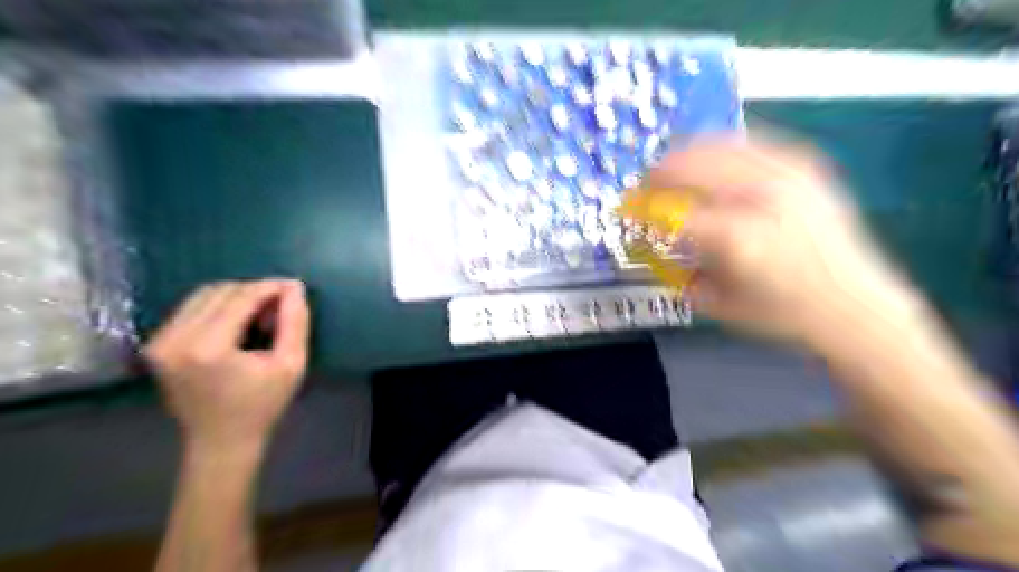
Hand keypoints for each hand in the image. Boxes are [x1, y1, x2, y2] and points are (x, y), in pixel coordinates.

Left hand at [143, 279, 310, 452]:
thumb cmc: (262, 406)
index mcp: (207, 347)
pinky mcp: (155, 345)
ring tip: (260, 315)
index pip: (240, 297)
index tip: (294, 287)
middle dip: (254, 291)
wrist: (220, 442)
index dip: (270, 287)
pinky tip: (238, 323)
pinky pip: (191, 309)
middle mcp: (174, 339)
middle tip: (279, 306)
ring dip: (236, 297)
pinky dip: (218, 307)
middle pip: (219, 291)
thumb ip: (295, 323)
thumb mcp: (291, 364)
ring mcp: (159, 342)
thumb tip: (294, 287)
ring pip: (203, 296)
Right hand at [648, 139, 920, 343]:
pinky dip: (718, 150)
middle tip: (643, 188)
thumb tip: (651, 237)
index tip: (625, 211)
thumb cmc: (779, 313)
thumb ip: (677, 267)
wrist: (855, 305)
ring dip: (682, 156)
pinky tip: (709, 163)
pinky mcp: (803, 165)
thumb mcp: (715, 301)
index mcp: (735, 237)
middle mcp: (759, 196)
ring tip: (669, 171)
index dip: (640, 208)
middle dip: (655, 175)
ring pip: (715, 146)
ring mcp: (785, 173)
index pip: (669, 211)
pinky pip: (747, 144)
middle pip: (689, 166)